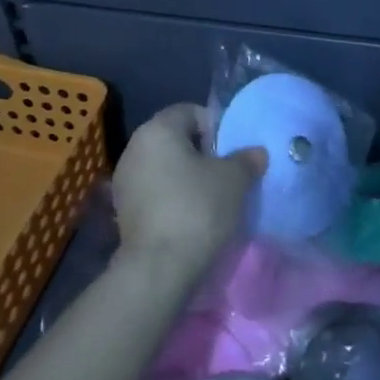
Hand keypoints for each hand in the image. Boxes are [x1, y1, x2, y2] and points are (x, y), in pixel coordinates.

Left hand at [112, 103, 266, 288]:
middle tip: (227, 173)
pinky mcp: (123, 210)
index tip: (232, 150)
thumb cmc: (198, 208)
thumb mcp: (234, 179)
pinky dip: (173, 196)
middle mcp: (134, 147)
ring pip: (165, 166)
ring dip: (187, 176)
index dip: (216, 126)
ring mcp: (124, 180)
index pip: (190, 112)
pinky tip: (192, 216)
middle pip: (176, 139)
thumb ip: (247, 159)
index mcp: (158, 129)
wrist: (159, 268)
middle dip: (202, 152)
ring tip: (212, 197)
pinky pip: (155, 190)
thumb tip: (256, 153)